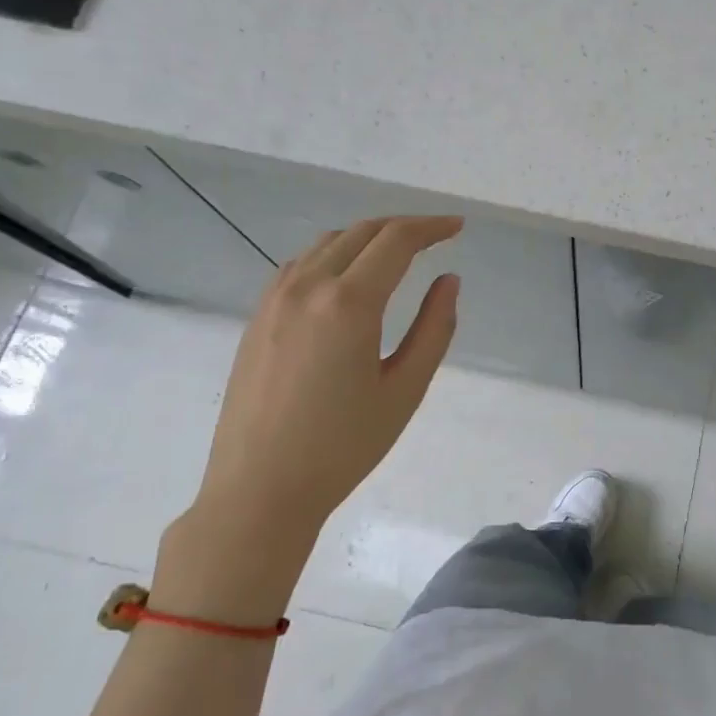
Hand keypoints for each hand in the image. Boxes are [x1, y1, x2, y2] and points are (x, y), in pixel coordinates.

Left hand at [157, 216, 462, 619]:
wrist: (260, 489)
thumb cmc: (343, 446)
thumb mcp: (405, 390)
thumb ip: (434, 328)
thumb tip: (449, 280)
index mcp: (349, 303)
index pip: (396, 241)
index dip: (432, 227)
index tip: (458, 228)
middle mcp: (307, 286)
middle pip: (362, 232)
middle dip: (404, 227)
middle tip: (437, 236)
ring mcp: (275, 299)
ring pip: (328, 243)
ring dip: (368, 237)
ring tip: (398, 254)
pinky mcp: (257, 316)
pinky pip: (301, 264)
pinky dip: (334, 255)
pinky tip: (348, 278)